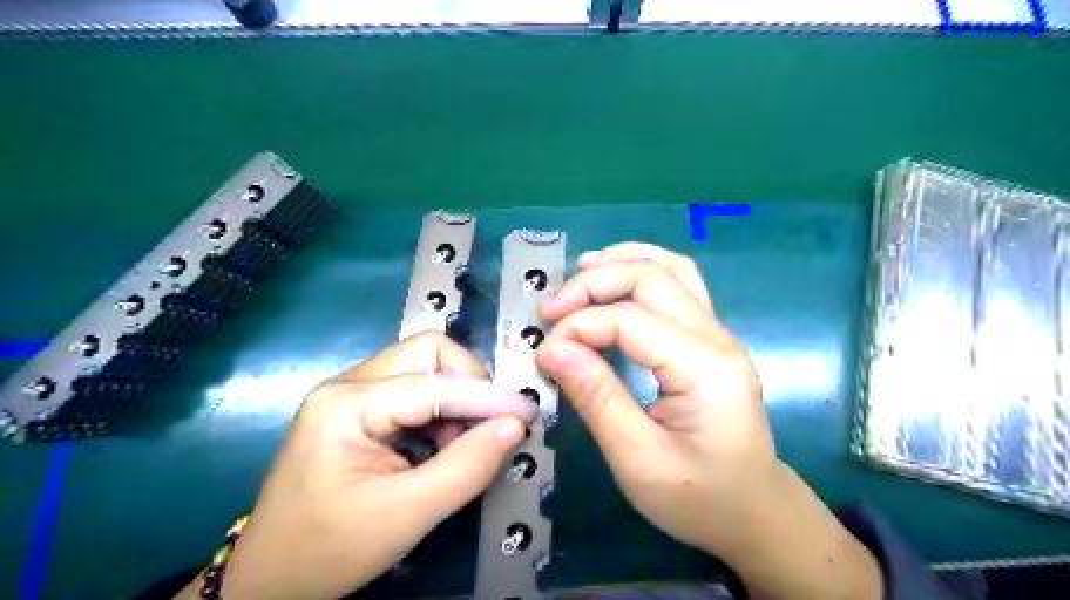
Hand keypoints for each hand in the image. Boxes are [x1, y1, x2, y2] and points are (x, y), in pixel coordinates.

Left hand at [194, 333, 534, 599]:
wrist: (269, 580)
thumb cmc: (329, 550)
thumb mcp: (406, 515)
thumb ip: (466, 467)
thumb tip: (514, 426)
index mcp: (347, 405)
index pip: (435, 384)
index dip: (488, 397)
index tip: (528, 414)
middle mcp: (348, 383)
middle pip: (427, 352)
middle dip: (470, 382)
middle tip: (490, 424)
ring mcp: (351, 392)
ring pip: (424, 366)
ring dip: (457, 397)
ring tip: (464, 442)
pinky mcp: (359, 407)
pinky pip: (414, 388)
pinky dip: (441, 409)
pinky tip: (443, 443)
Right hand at [536, 241, 877, 598]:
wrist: (754, 512)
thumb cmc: (698, 498)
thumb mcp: (638, 460)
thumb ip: (596, 397)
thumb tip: (552, 348)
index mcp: (704, 368)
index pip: (629, 320)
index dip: (578, 327)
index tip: (543, 353)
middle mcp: (716, 337)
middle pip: (651, 276)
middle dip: (592, 283)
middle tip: (550, 309)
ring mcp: (717, 333)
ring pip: (671, 268)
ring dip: (621, 262)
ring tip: (578, 272)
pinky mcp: (710, 339)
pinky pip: (678, 284)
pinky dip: (641, 271)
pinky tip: (615, 280)